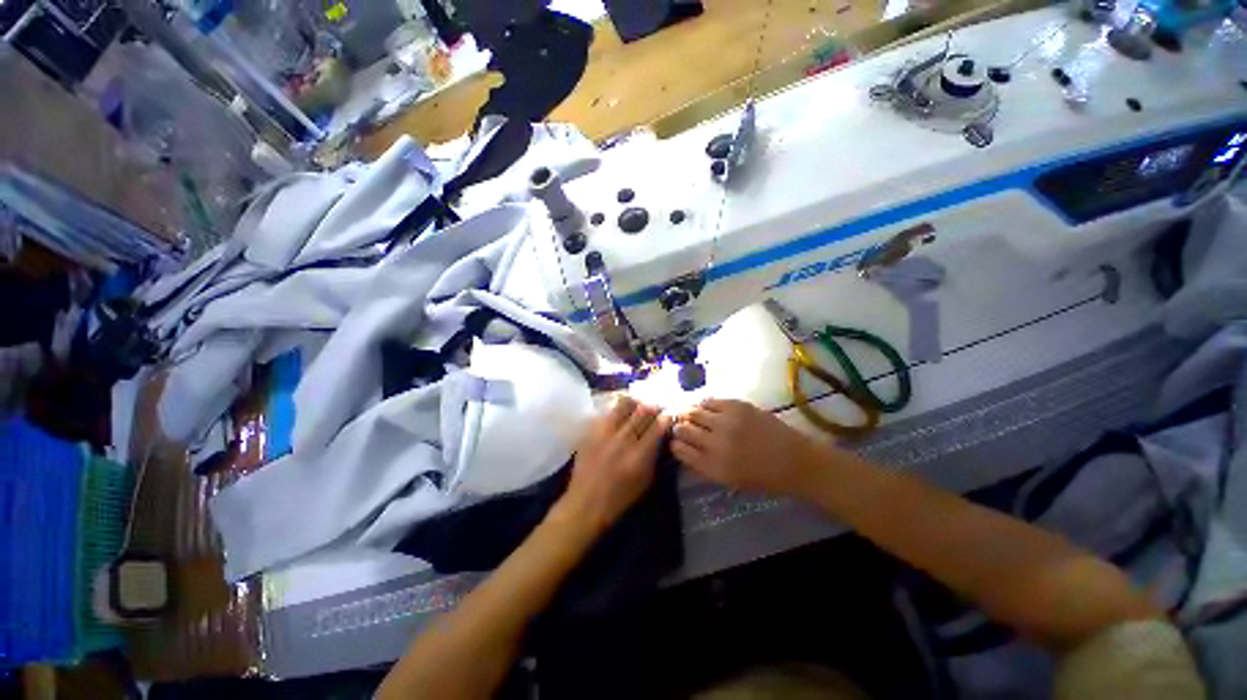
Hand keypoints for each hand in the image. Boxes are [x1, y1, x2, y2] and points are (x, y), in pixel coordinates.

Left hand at [552, 395, 671, 536]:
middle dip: (654, 407)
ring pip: (625, 404)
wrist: (585, 503)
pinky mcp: (592, 430)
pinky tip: (621, 414)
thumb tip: (661, 436)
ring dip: (636, 403)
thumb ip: (654, 455)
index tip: (670, 415)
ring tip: (638, 407)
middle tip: (657, 408)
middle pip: (643, 410)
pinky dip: (619, 409)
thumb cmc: (620, 497)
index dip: (667, 418)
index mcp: (639, 456)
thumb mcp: (646, 480)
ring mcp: (605, 432)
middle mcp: (623, 439)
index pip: (658, 426)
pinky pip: (609, 410)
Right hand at [673, 398, 823, 496]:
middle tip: (682, 426)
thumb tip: (684, 448)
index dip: (675, 444)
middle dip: (678, 427)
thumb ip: (704, 465)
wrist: (796, 461)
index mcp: (713, 467)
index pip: (679, 450)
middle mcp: (715, 444)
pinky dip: (705, 405)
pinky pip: (710, 401)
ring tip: (693, 415)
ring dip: (689, 414)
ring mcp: (726, 422)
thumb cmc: (763, 477)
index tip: (676, 441)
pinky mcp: (737, 406)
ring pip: (693, 412)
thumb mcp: (729, 480)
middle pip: (682, 429)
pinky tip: (709, 409)